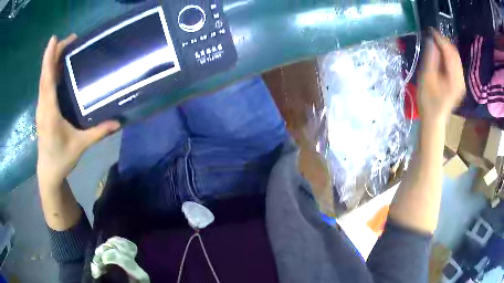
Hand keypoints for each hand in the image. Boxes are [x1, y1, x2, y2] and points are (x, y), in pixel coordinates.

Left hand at [36, 35, 120, 187]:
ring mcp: (41, 107)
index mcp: (49, 112)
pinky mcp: (42, 109)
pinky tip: (58, 67)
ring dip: (51, 61)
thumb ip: (98, 133)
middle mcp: (43, 106)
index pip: (48, 81)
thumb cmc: (61, 159)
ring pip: (44, 79)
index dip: (49, 59)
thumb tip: (118, 122)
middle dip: (53, 54)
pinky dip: (50, 72)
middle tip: (70, 38)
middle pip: (45, 75)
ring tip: (65, 47)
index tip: (54, 39)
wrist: (48, 171)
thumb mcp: (80, 146)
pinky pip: (45, 86)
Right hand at [418, 30, 464, 123]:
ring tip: (435, 42)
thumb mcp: (426, 78)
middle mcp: (461, 80)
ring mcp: (461, 82)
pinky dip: (449, 56)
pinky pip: (456, 64)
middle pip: (455, 54)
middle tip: (432, 35)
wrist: (434, 119)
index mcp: (454, 80)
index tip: (430, 30)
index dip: (441, 39)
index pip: (450, 53)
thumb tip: (431, 40)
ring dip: (446, 48)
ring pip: (456, 58)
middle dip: (444, 42)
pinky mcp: (459, 83)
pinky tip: (441, 54)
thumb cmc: (428, 101)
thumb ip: (431, 58)